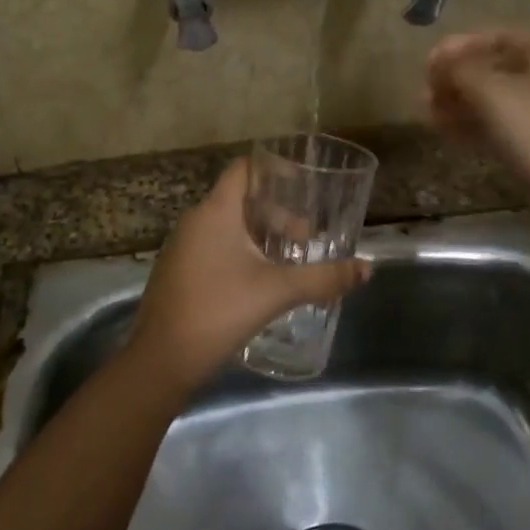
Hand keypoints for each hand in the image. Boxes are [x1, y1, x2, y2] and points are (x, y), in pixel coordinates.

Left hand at [129, 160, 370, 390]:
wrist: (161, 360)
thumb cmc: (219, 311)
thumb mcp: (277, 292)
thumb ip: (323, 278)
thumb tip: (367, 268)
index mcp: (215, 211)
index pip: (243, 170)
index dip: (273, 171)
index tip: (303, 185)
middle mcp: (195, 220)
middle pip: (240, 200)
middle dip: (276, 215)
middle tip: (305, 239)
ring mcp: (182, 247)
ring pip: (227, 226)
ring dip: (259, 236)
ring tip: (288, 261)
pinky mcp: (177, 271)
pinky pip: (213, 246)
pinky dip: (240, 252)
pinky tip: (258, 281)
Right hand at [425, 29, 529, 207]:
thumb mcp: (490, 92)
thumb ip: (458, 70)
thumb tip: (439, 63)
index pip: (495, 37)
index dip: (459, 45)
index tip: (429, 62)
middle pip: (491, 68)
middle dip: (455, 78)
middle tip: (424, 91)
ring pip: (490, 99)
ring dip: (457, 102)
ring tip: (426, 112)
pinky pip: (495, 125)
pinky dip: (470, 124)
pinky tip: (442, 131)